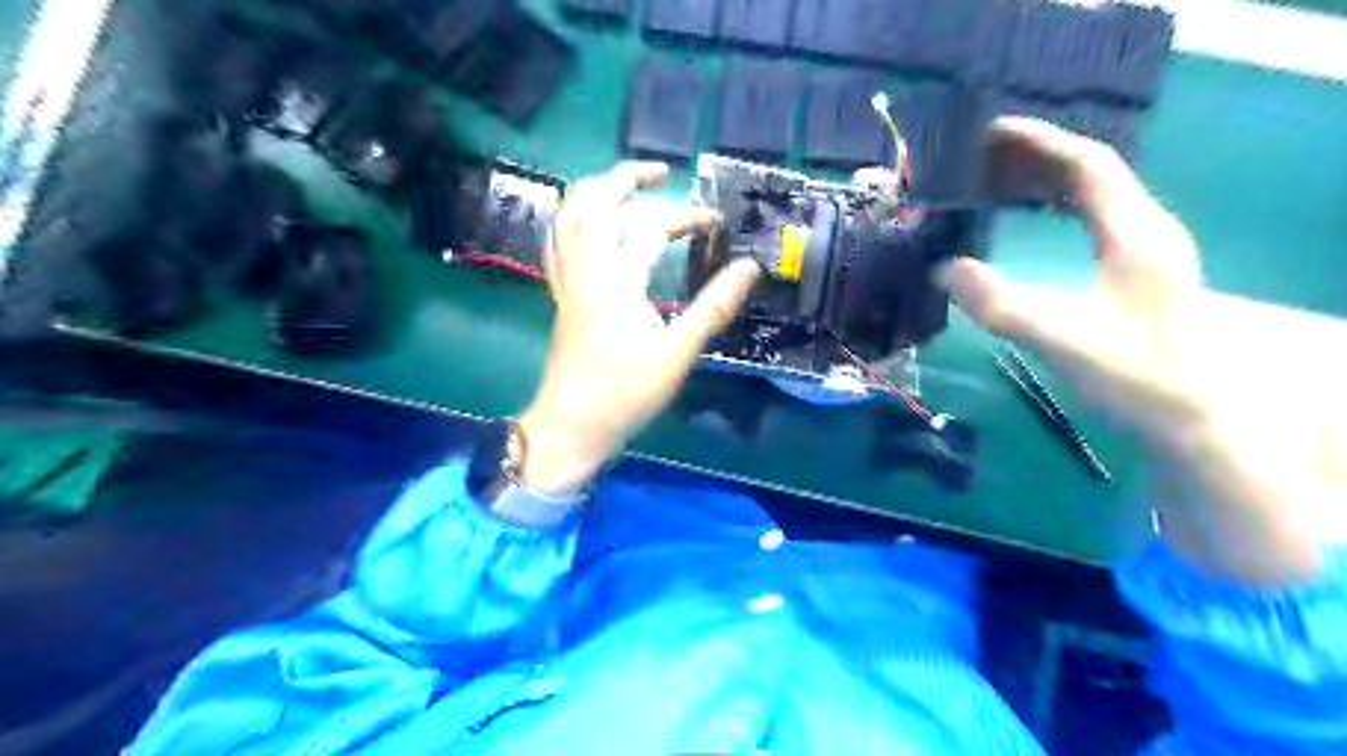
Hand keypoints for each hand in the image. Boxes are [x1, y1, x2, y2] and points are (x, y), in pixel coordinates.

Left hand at [518, 162, 760, 491]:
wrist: (570, 426)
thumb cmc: (624, 394)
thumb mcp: (677, 354)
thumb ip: (713, 308)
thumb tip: (749, 269)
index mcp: (614, 281)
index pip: (650, 230)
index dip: (686, 217)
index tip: (716, 222)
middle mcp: (584, 271)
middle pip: (592, 204)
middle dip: (625, 179)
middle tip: (659, 174)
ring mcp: (566, 283)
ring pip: (566, 219)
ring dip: (594, 193)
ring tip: (623, 189)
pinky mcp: (561, 297)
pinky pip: (558, 244)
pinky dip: (574, 222)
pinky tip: (592, 228)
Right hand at [946, 116, 1346, 582]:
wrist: (1194, 418)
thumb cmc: (1135, 377)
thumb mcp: (1061, 342)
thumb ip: (1001, 305)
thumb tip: (943, 270)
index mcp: (1133, 234)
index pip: (1087, 165)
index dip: (1039, 143)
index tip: (990, 133)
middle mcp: (1145, 229)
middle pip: (1090, 172)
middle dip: (1034, 158)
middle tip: (978, 160)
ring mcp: (1146, 249)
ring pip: (1093, 194)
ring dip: (1045, 180)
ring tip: (995, 182)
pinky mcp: (1139, 270)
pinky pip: (1093, 217)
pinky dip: (1057, 206)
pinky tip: (1033, 219)